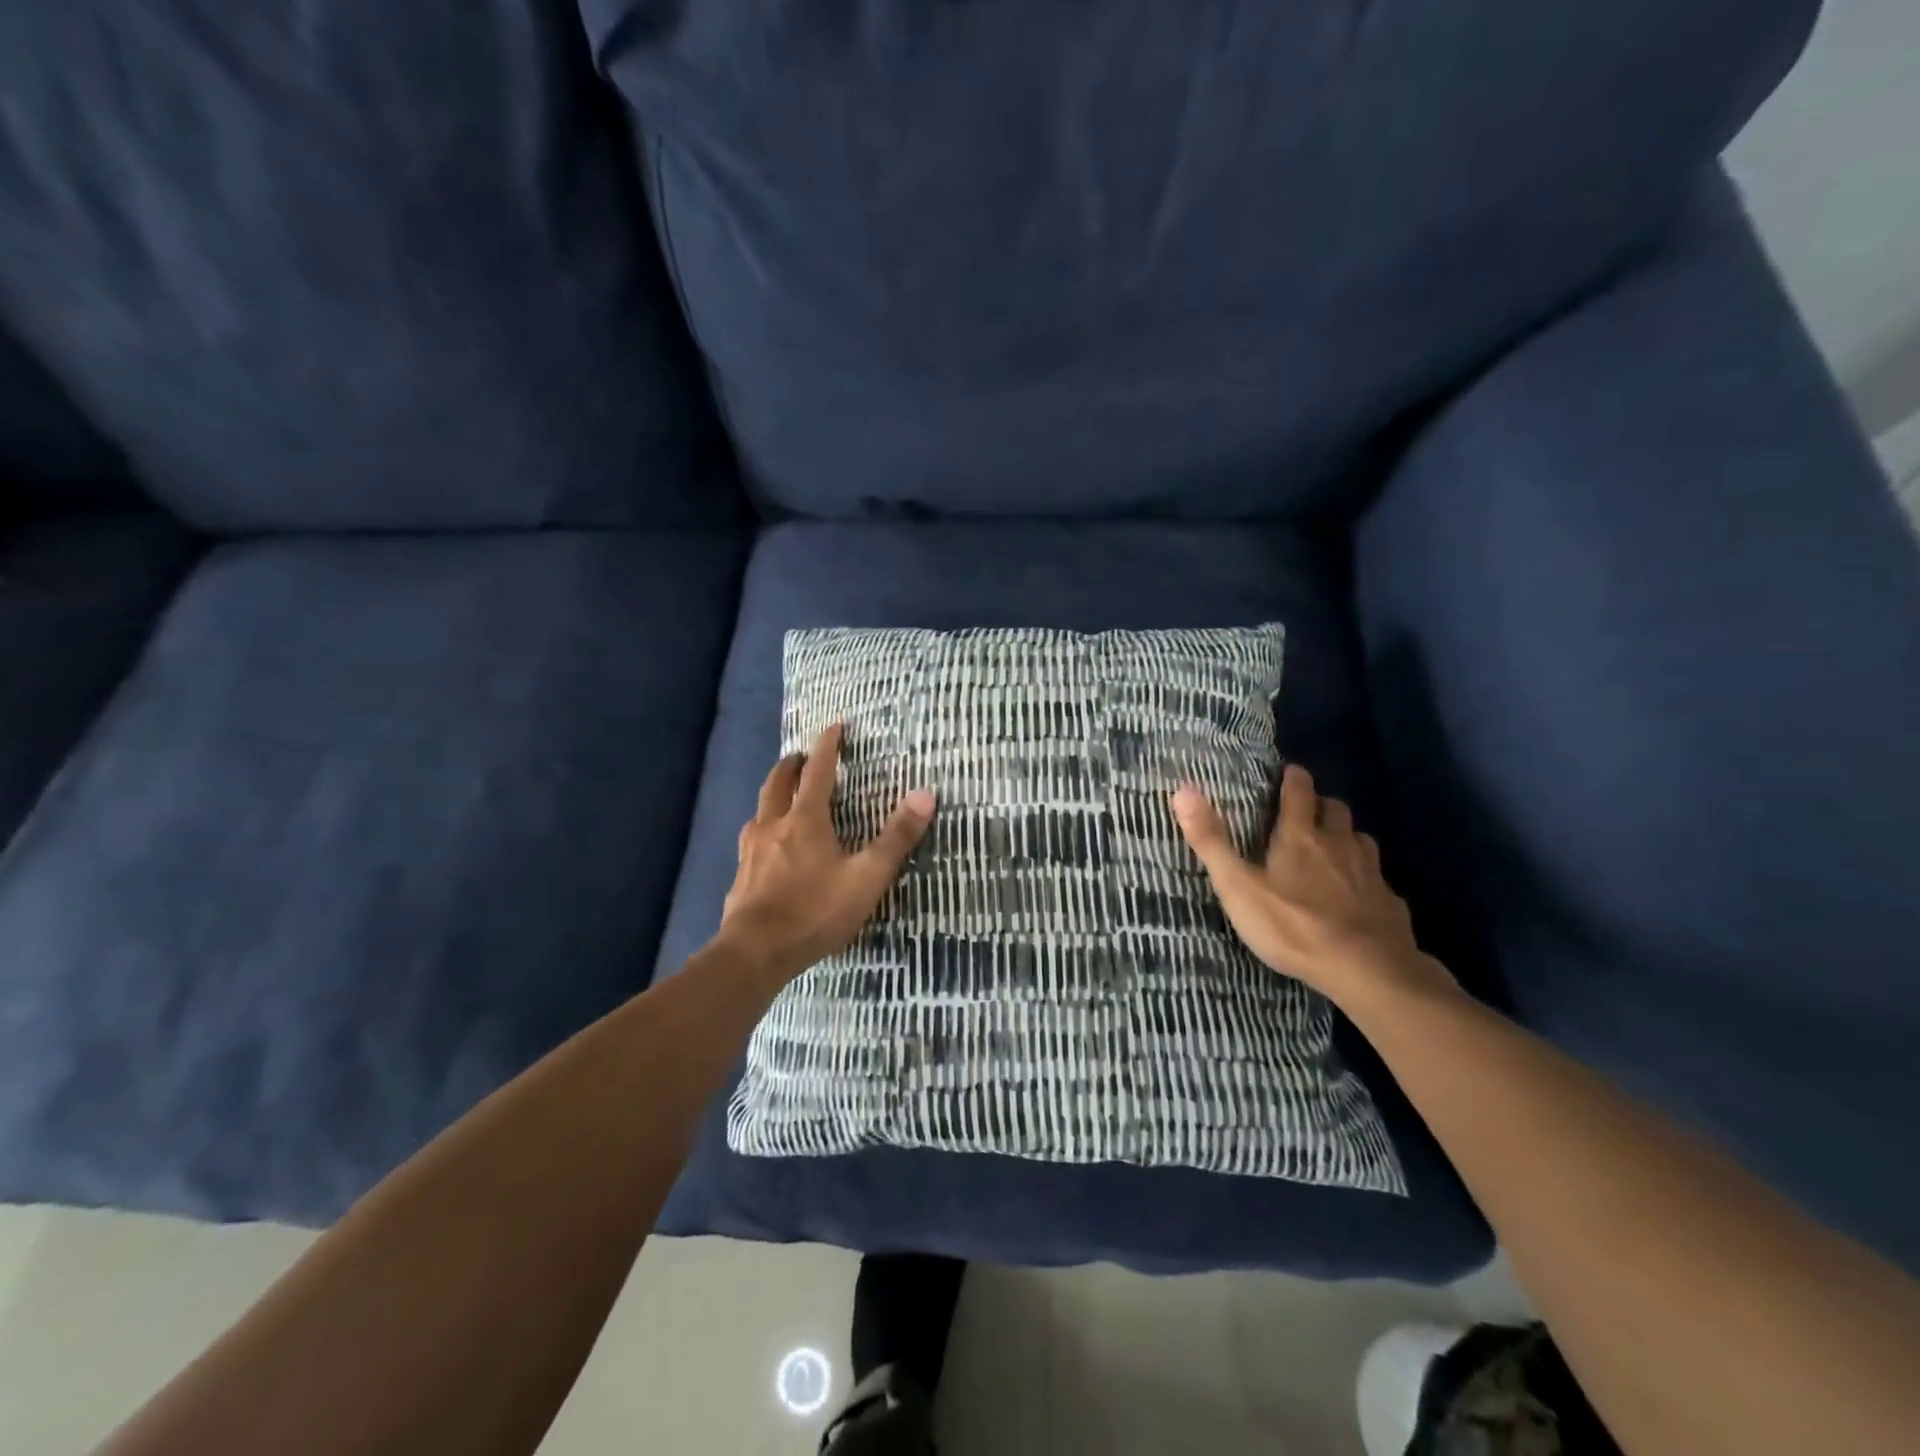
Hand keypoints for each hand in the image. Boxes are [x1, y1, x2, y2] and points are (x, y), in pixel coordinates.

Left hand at [717, 722, 935, 983]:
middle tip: (802, 756)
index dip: (828, 746)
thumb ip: (896, 838)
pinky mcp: (740, 875)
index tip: (835, 725)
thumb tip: (925, 794)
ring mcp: (751, 850)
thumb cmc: (815, 911)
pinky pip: (751, 839)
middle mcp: (773, 825)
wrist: (755, 952)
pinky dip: (763, 827)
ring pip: (760, 809)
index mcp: (805, 819)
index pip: (818, 771)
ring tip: (783, 797)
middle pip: (779, 782)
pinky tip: (767, 847)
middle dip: (792, 764)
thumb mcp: (867, 877)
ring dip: (773, 794)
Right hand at [1171, 764, 1447, 1007]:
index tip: (1290, 771)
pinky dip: (1366, 876)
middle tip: (1306, 811)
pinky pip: (1378, 878)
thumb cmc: (1292, 925)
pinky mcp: (1390, 902)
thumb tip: (1183, 789)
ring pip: (1360, 839)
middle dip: (1321, 804)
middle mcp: (1339, 844)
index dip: (1294, 778)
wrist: (1367, 969)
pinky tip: (1358, 893)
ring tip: (1332, 847)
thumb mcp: (1237, 885)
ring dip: (1345, 835)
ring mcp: (1370, 873)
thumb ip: (1211, 840)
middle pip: (1336, 809)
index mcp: (1300, 836)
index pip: (1299, 792)